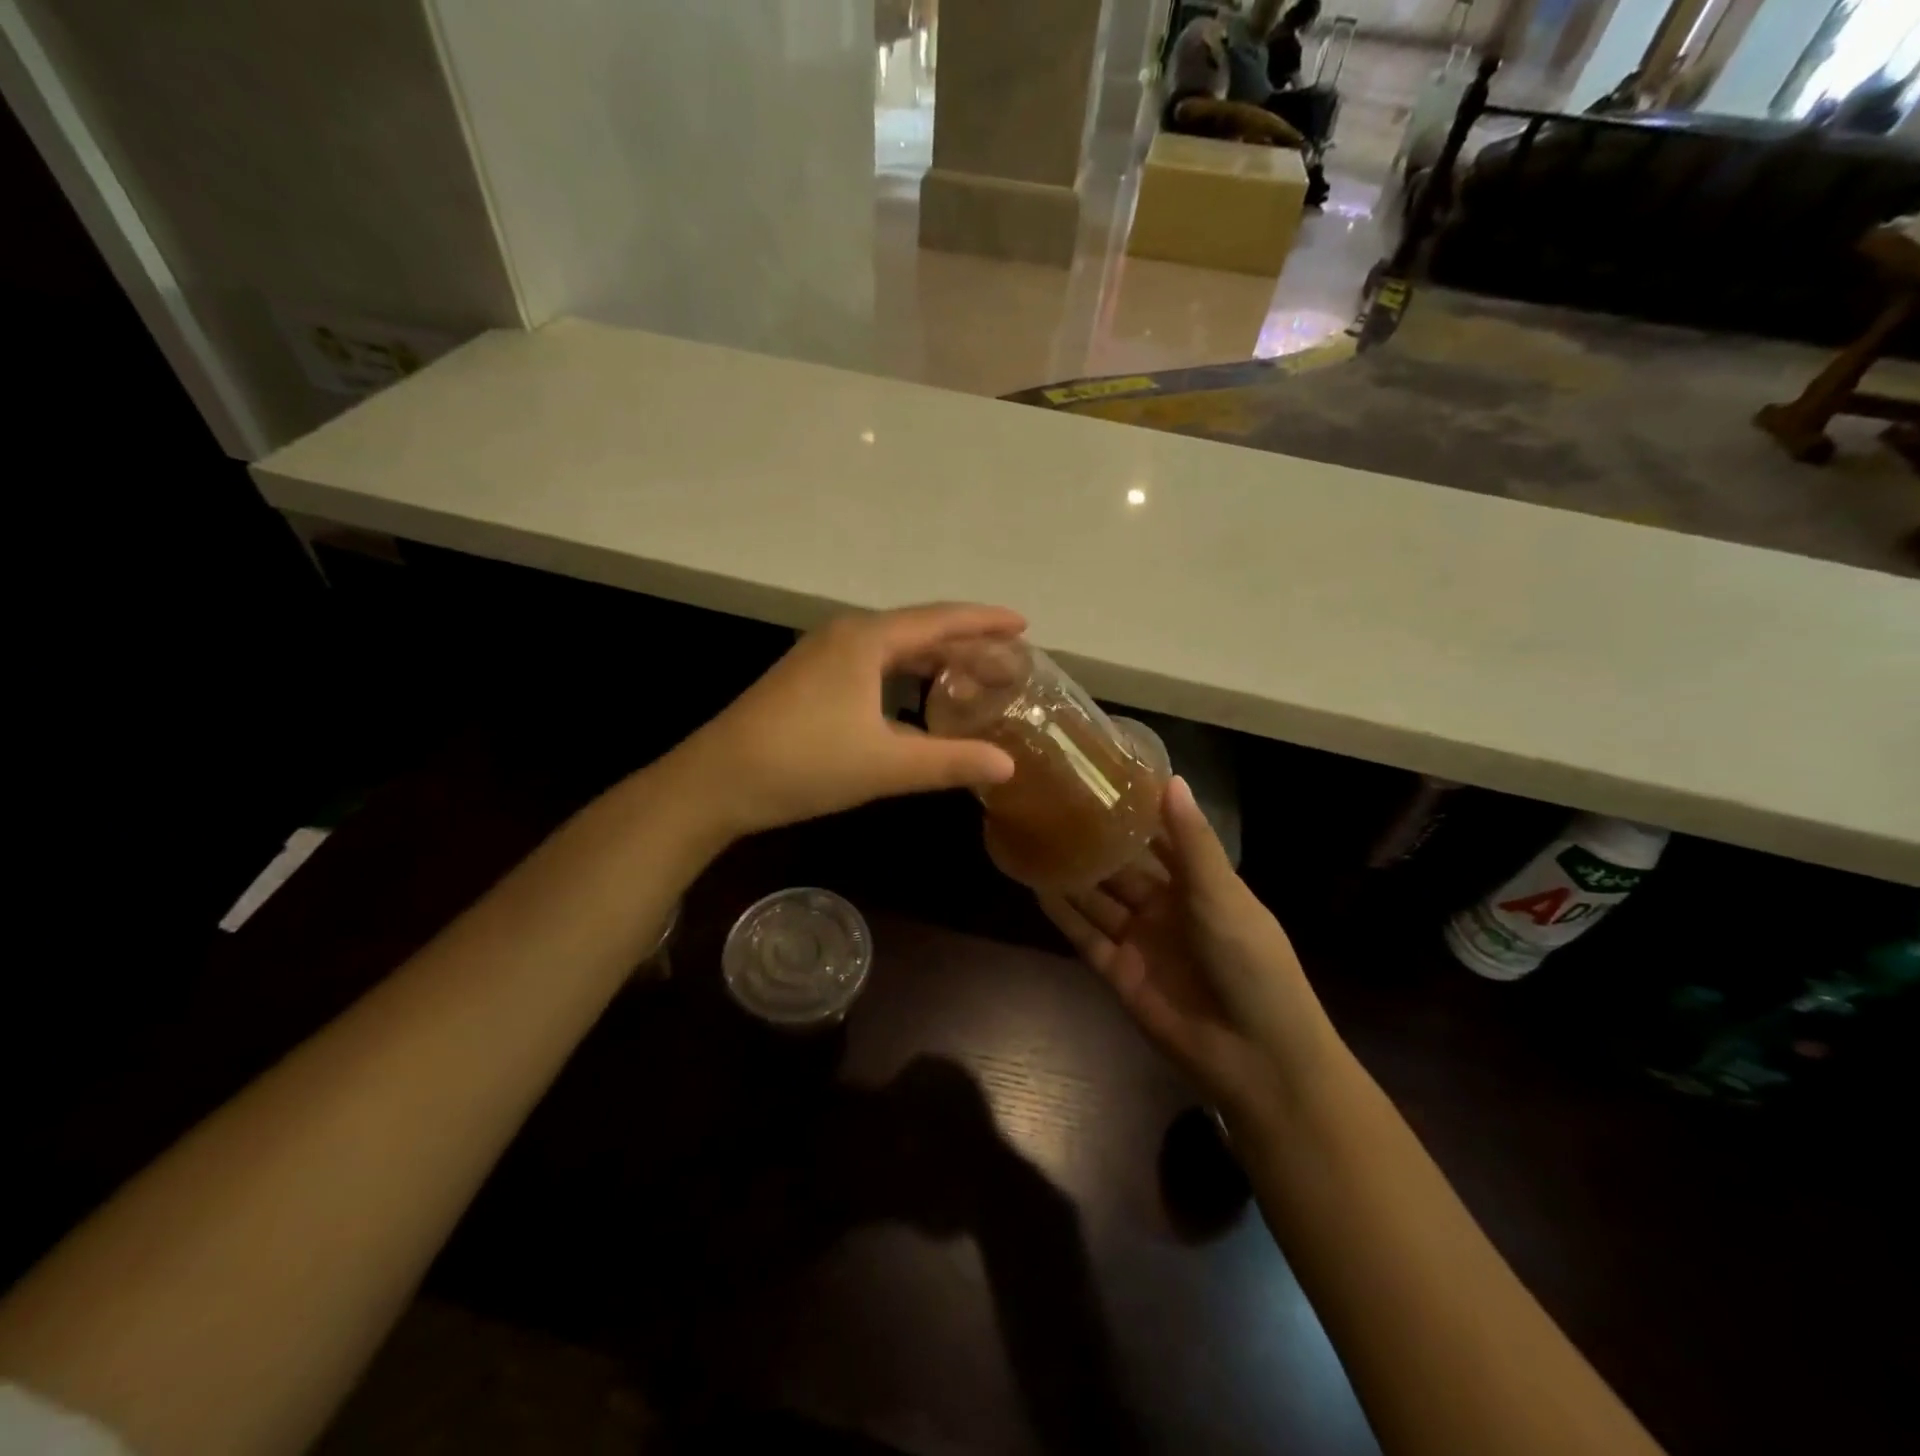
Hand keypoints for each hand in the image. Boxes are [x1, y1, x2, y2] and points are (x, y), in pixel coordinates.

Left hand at [681, 603, 1024, 837]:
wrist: (718, 781)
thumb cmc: (805, 763)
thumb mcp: (886, 765)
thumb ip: (950, 761)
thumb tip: (1008, 764)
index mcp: (866, 640)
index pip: (939, 620)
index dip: (983, 622)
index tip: (1022, 625)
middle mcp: (845, 635)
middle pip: (917, 630)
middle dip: (963, 643)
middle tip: (1005, 661)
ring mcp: (821, 656)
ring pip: (891, 649)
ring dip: (932, 660)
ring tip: (970, 677)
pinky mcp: (808, 679)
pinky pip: (870, 665)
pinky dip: (903, 676)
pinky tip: (914, 701)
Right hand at [1038, 777, 1329, 1115]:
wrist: (1256, 1055)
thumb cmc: (1250, 962)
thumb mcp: (1223, 894)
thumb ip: (1191, 841)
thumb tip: (1171, 779)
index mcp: (1198, 885)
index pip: (1160, 840)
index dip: (1135, 813)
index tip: (1101, 777)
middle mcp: (1165, 908)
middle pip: (1122, 868)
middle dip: (1094, 842)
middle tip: (1053, 803)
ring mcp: (1140, 941)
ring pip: (1097, 899)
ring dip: (1071, 873)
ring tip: (1035, 836)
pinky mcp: (1118, 972)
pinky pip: (1084, 936)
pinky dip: (1062, 913)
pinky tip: (1035, 884)